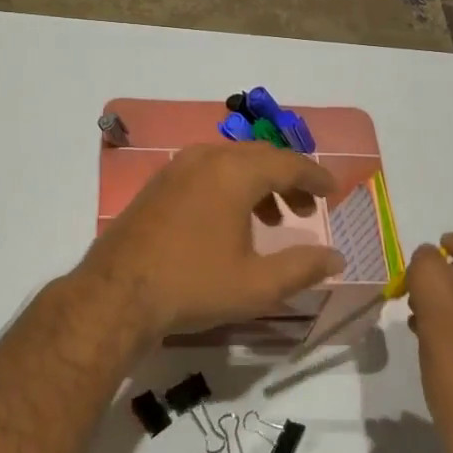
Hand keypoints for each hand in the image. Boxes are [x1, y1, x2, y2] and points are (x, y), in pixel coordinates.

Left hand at [77, 142, 344, 339]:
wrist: (116, 295)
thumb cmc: (193, 285)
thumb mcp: (257, 284)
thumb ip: (302, 268)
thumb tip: (336, 257)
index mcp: (234, 172)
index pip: (288, 163)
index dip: (315, 176)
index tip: (334, 190)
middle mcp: (206, 158)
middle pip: (260, 157)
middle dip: (289, 179)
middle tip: (308, 208)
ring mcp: (177, 168)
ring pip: (232, 162)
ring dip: (260, 184)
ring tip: (275, 219)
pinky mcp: (158, 184)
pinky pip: (207, 171)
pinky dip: (231, 186)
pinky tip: (232, 221)